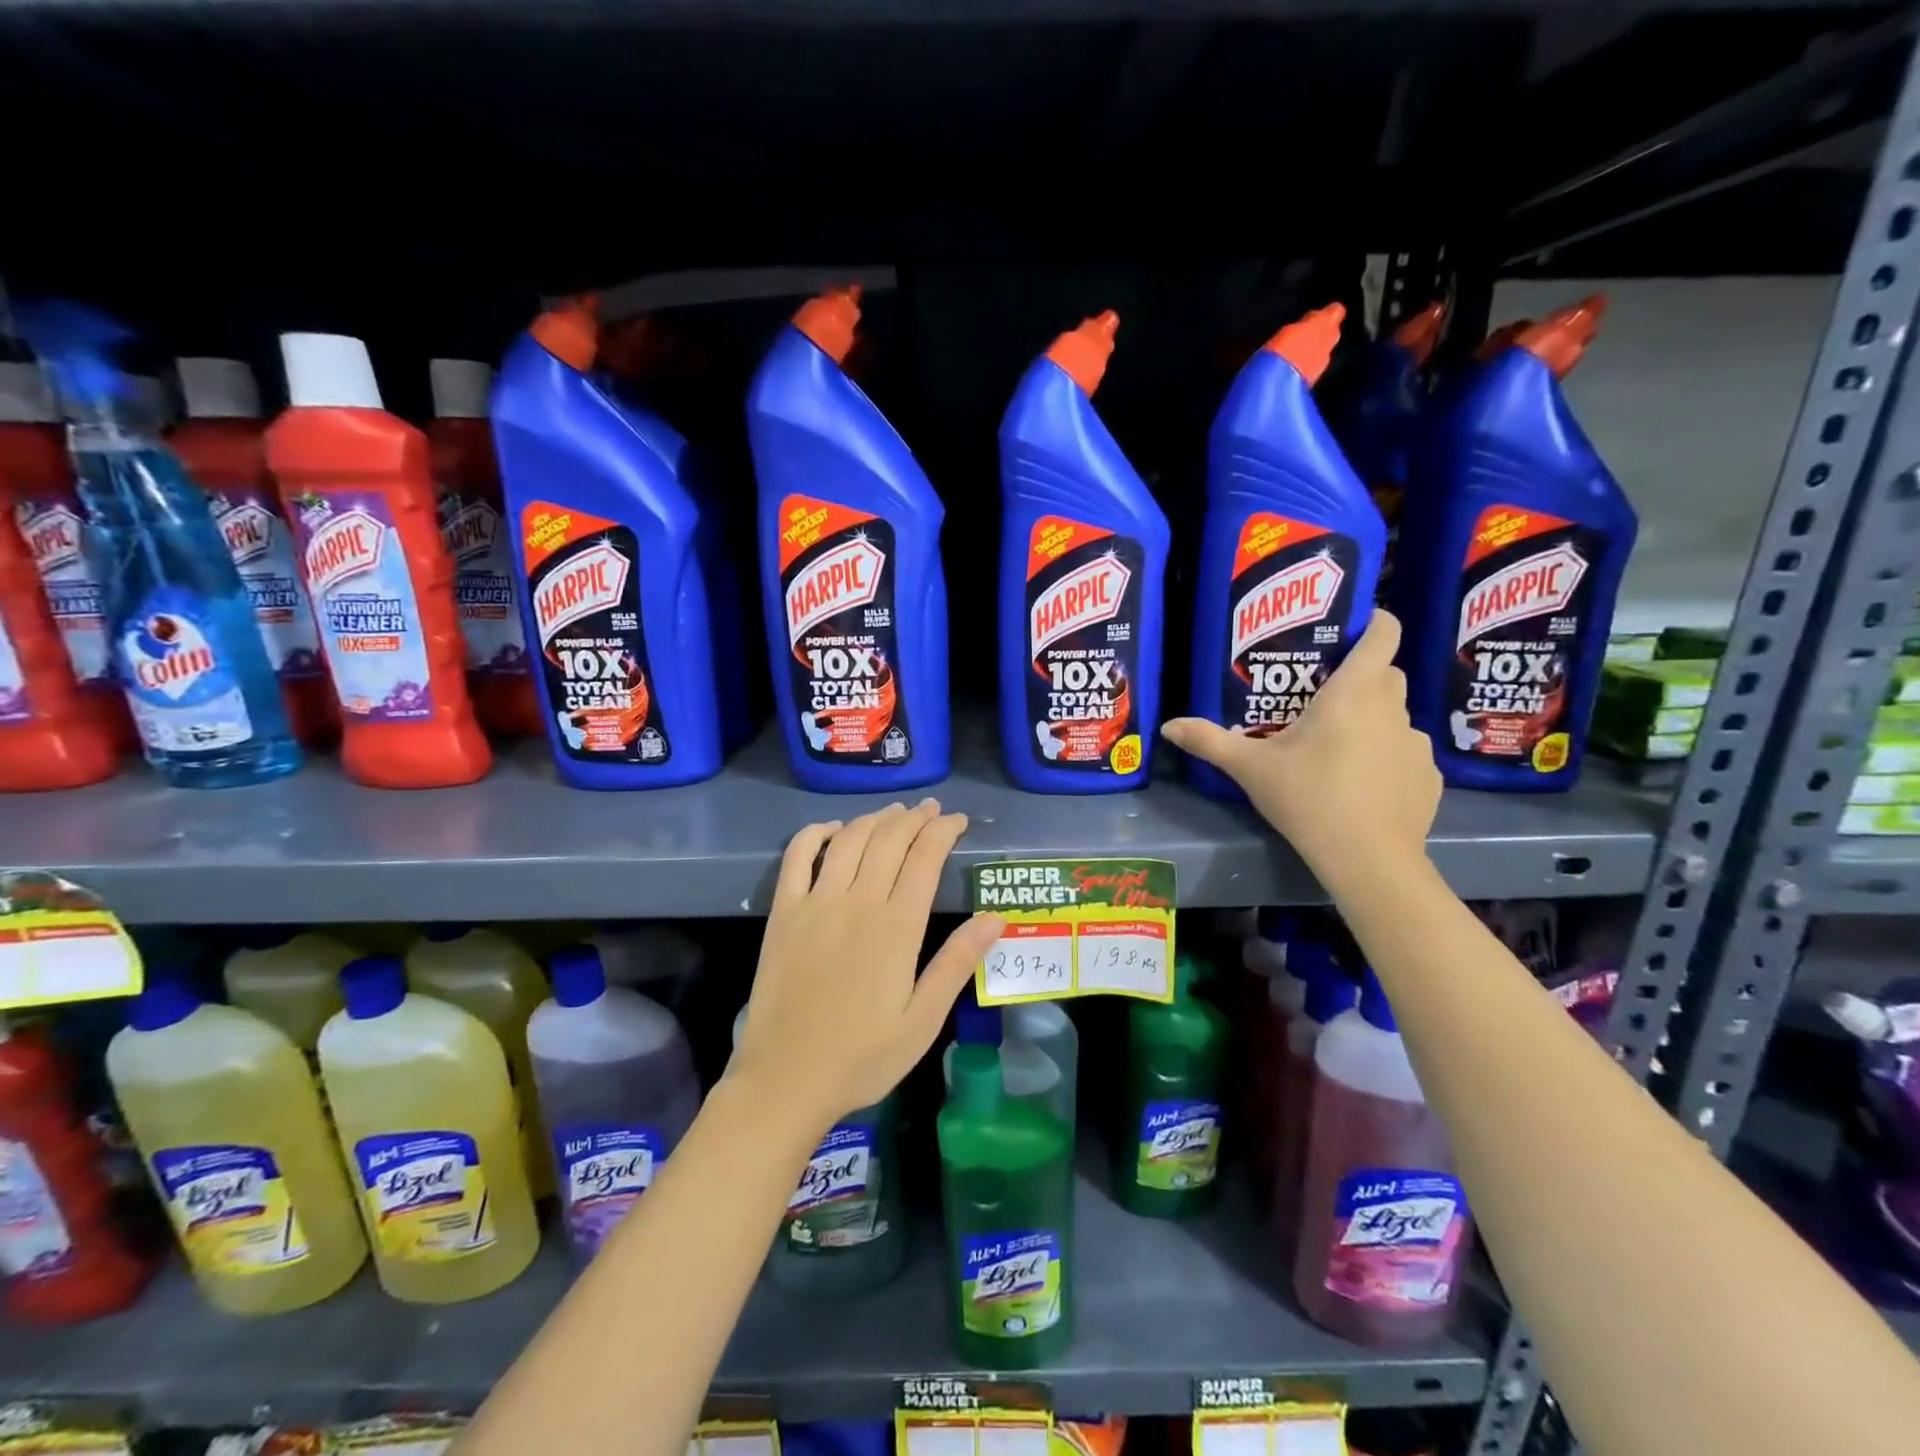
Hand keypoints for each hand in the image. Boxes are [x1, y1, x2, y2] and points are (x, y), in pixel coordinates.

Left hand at [730, 800, 1004, 1130]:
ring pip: (850, 839)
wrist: (786, 1079)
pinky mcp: (784, 912)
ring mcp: (816, 902)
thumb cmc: (863, 1057)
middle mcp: (857, 901)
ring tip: (894, 812)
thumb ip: (957, 964)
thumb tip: (995, 918)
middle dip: (915, 818)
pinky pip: (798, 856)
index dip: (944, 831)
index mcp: (897, 927)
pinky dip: (816, 833)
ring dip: (875, 818)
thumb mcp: (923, 1021)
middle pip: (889, 839)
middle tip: (932, 810)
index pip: (926, 858)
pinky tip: (834, 828)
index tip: (958, 821)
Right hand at [1161, 610, 1440, 882]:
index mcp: (1353, 692)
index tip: (1350, 628)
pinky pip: (1405, 753)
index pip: (1384, 633)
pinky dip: (1387, 758)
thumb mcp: (1250, 768)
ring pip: (1395, 716)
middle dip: (1361, 677)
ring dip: (1372, 721)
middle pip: (1386, 674)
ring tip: (1338, 749)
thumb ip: (1209, 741)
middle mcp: (1392, 708)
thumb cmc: (1307, 797)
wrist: (1367, 858)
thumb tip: (1167, 726)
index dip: (1373, 621)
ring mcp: (1415, 743)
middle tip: (1322, 697)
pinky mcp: (1428, 777)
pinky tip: (1363, 786)